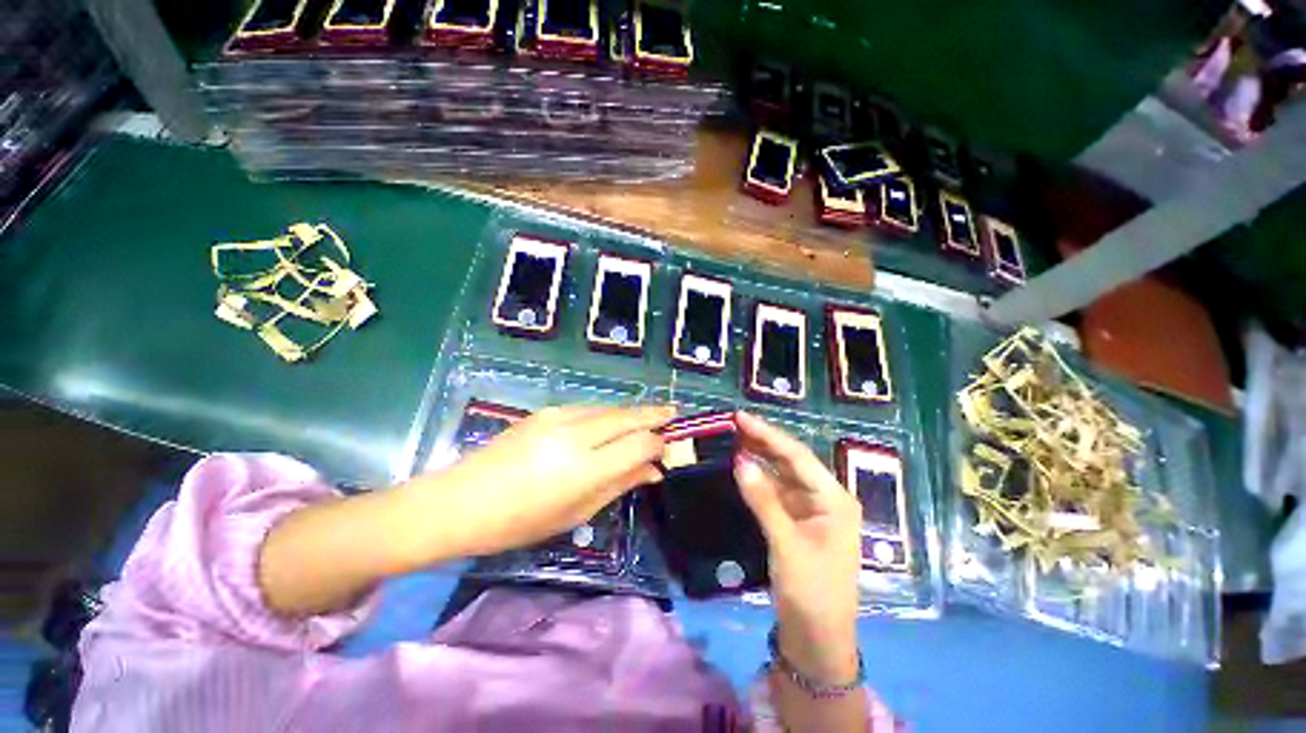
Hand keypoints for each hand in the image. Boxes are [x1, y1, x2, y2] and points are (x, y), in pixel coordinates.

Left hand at [407, 405, 674, 557]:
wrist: (460, 501)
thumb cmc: (519, 522)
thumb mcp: (576, 514)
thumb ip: (619, 485)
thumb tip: (652, 470)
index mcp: (585, 467)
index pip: (639, 443)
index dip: (659, 443)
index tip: (669, 448)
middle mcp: (576, 434)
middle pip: (629, 416)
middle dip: (655, 414)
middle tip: (674, 414)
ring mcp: (559, 416)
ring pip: (610, 408)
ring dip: (632, 412)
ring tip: (648, 418)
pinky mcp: (545, 410)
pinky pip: (589, 408)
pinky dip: (608, 413)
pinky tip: (612, 422)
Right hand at [733, 412, 862, 681]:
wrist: (817, 639)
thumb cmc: (812, 591)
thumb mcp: (787, 544)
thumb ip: (763, 500)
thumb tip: (739, 461)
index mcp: (834, 499)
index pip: (798, 456)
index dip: (768, 434)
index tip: (740, 417)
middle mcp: (824, 497)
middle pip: (790, 461)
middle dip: (763, 441)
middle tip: (732, 423)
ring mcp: (809, 509)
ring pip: (781, 474)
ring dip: (759, 457)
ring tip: (733, 438)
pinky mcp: (795, 521)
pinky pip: (775, 492)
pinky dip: (758, 479)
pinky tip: (742, 468)